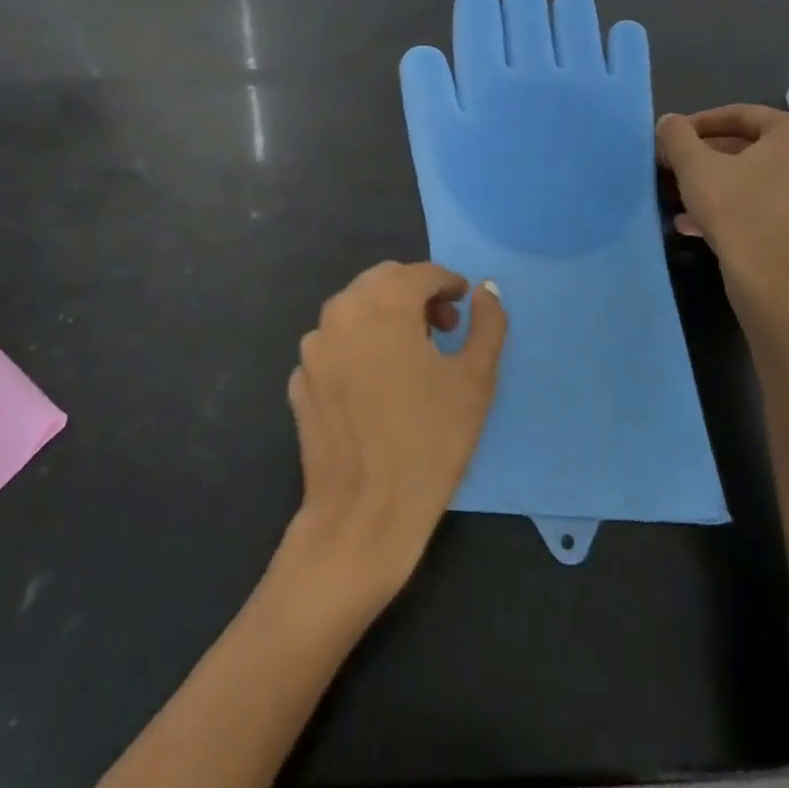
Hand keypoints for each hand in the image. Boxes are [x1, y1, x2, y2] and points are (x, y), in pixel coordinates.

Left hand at [284, 262, 505, 602]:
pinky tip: (376, 384)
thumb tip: (487, 289)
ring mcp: (313, 346)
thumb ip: (488, 324)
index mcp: (383, 303)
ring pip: (354, 309)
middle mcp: (341, 311)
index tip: (464, 304)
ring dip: (384, 316)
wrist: (364, 514)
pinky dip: (358, 347)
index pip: (420, 273)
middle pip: (383, 282)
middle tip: (443, 328)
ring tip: (411, 355)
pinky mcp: (300, 378)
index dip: (448, 283)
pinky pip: (335, 345)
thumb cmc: (430, 442)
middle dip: (415, 294)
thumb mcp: (475, 379)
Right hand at [656, 105, 788, 331]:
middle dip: (704, 155)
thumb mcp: (694, 167)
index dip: (697, 124)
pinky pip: (763, 201)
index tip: (670, 139)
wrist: (773, 284)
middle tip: (673, 165)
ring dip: (714, 181)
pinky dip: (732, 204)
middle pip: (746, 145)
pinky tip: (694, 223)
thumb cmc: (737, 212)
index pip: (738, 114)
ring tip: (679, 195)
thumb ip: (677, 136)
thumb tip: (669, 122)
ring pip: (752, 176)